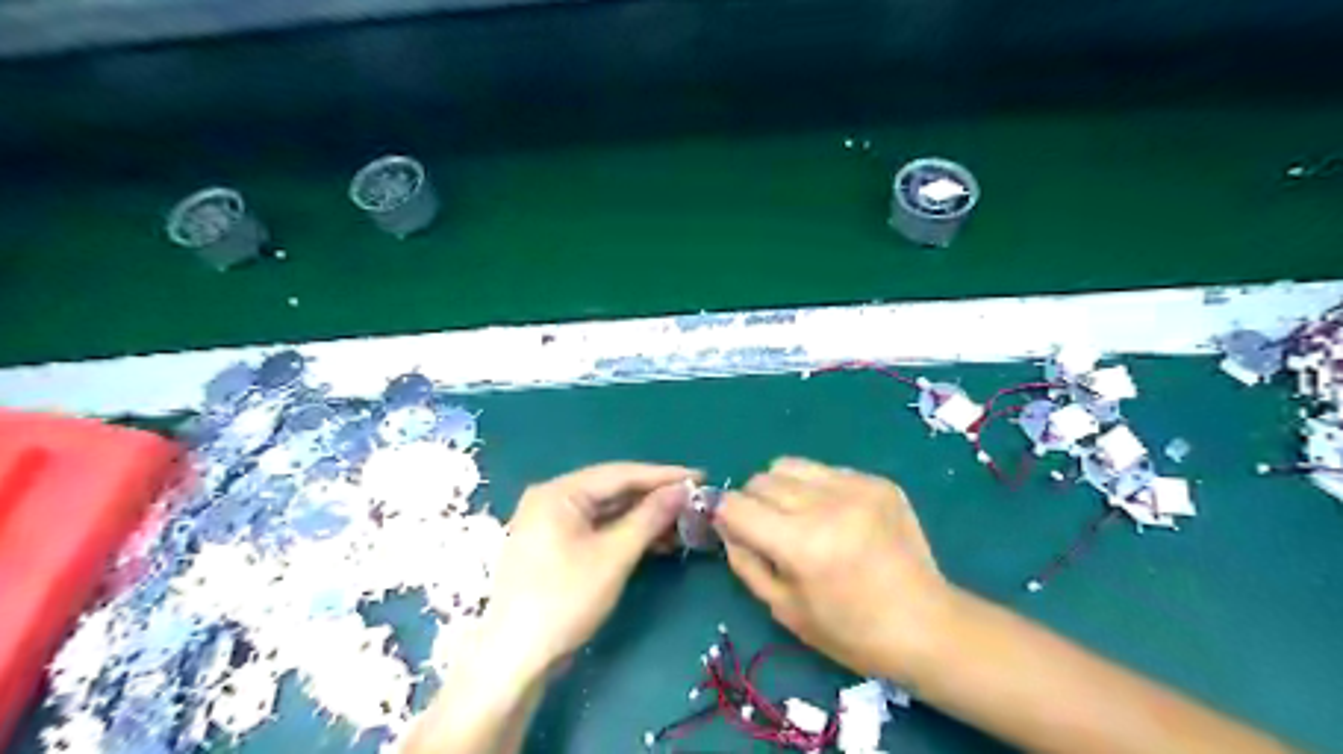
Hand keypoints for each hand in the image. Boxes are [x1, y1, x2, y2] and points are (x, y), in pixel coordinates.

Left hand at [479, 466, 697, 670]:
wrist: (515, 659)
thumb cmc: (564, 600)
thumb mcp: (614, 556)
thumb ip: (650, 517)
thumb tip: (682, 490)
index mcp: (559, 492)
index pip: (620, 473)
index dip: (663, 475)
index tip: (700, 477)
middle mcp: (551, 499)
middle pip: (612, 489)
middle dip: (655, 497)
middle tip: (694, 501)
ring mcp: (550, 523)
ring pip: (606, 510)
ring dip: (643, 517)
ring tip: (682, 523)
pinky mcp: (554, 546)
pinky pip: (597, 528)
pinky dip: (625, 533)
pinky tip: (655, 541)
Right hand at [717, 456, 948, 678]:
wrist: (926, 625)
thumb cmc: (850, 631)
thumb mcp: (783, 608)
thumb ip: (744, 560)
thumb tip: (724, 523)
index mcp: (801, 544)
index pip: (736, 505)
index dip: (725, 515)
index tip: (732, 528)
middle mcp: (826, 505)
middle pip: (761, 480)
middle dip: (753, 502)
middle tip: (770, 530)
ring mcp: (856, 487)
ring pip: (789, 465)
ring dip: (782, 488)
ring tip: (800, 516)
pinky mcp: (878, 481)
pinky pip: (824, 471)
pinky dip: (816, 489)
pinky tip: (836, 517)